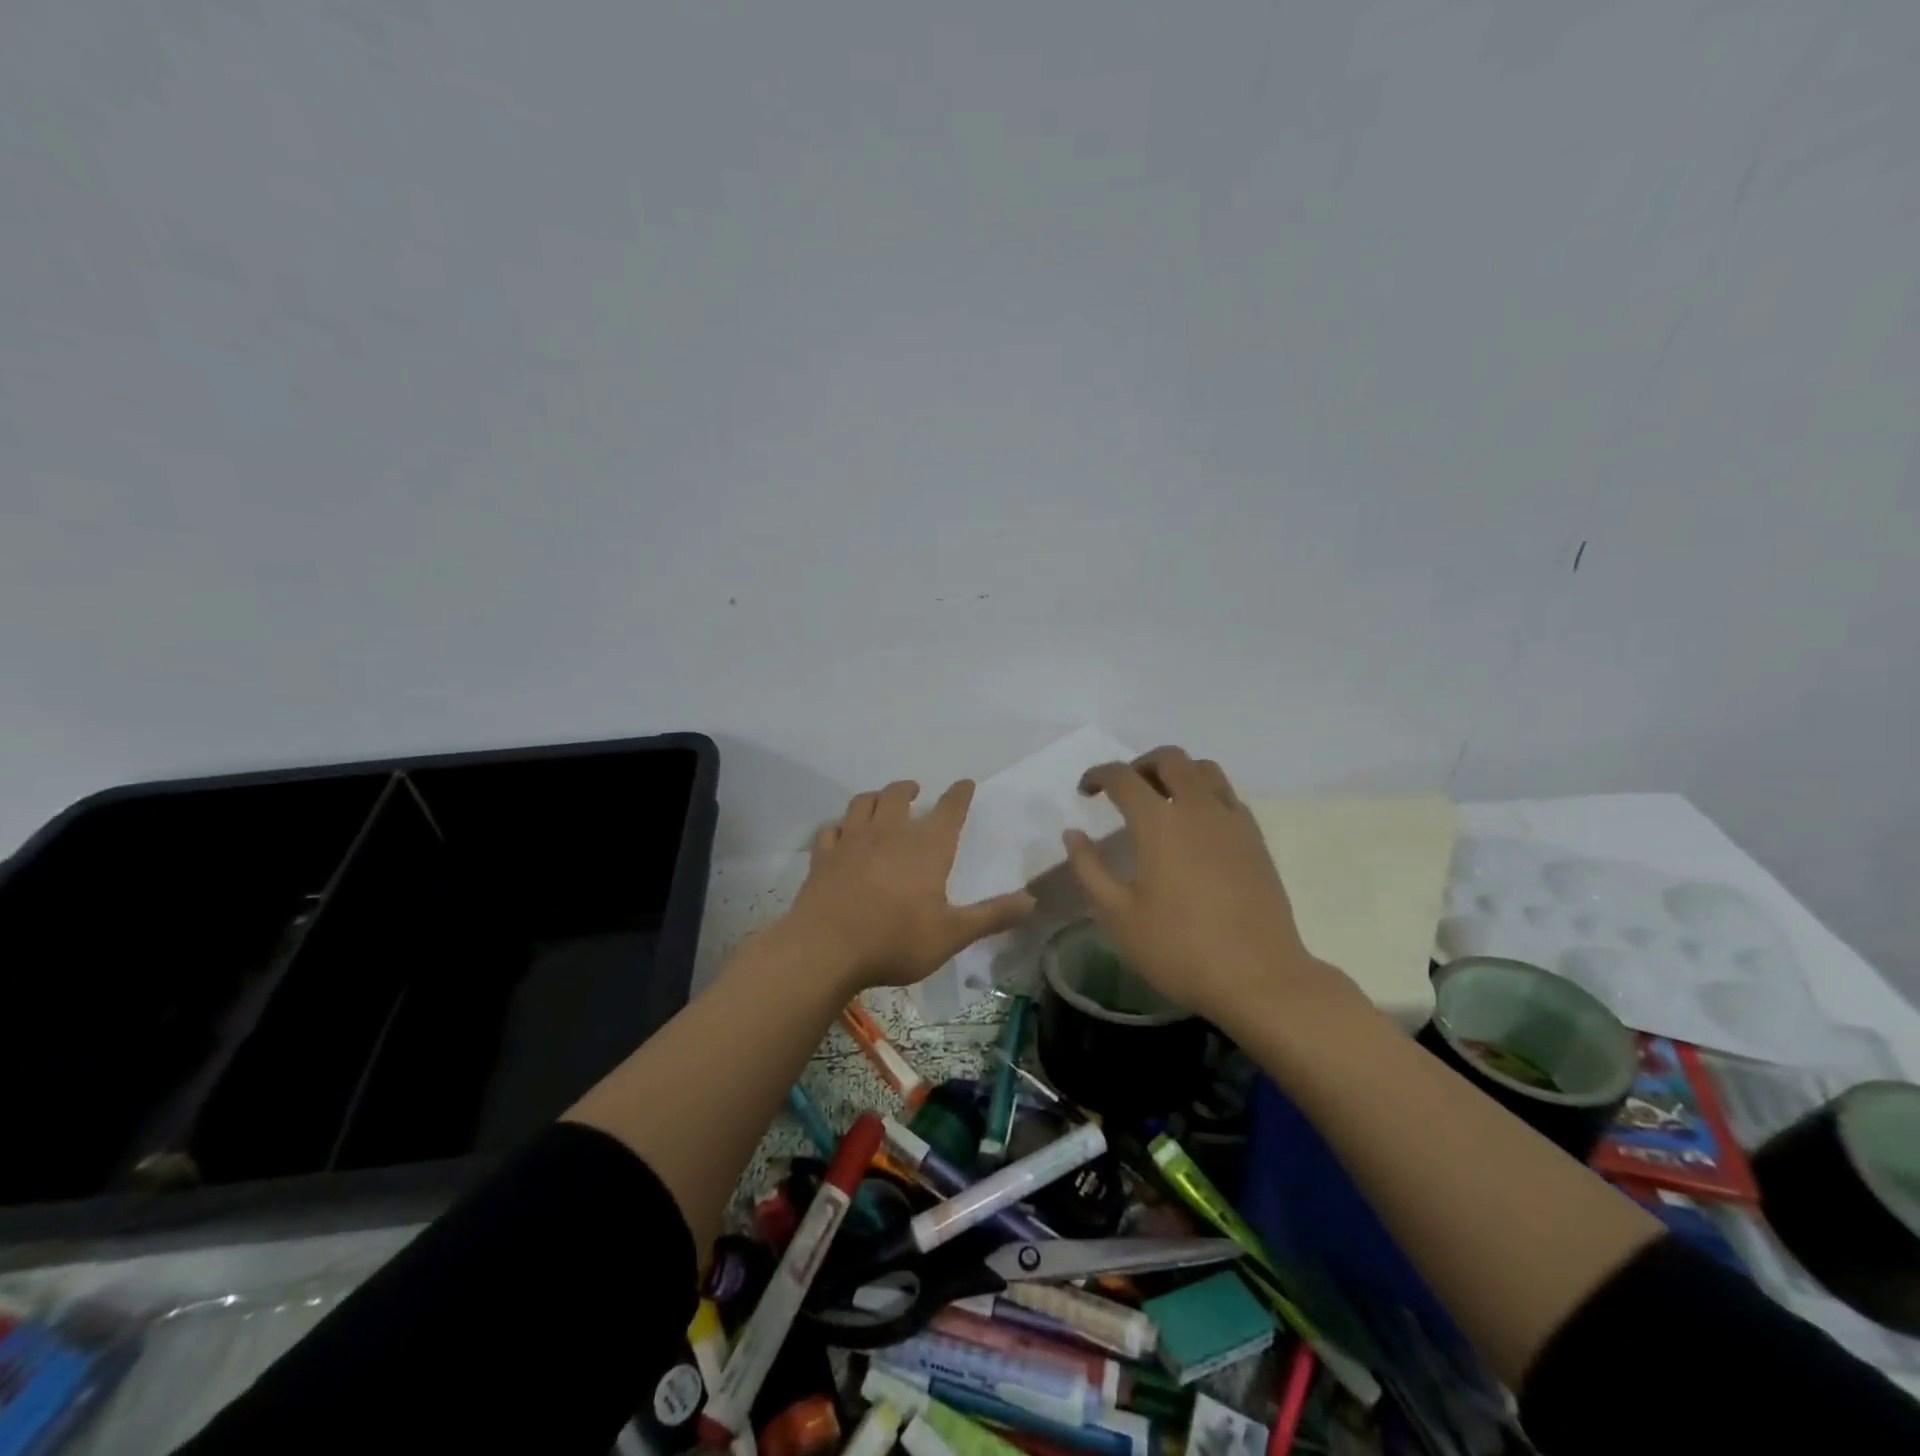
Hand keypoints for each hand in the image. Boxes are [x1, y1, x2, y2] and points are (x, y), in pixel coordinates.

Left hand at [782, 779, 1036, 992]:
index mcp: (926, 847)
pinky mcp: (823, 856)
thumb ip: (992, 916)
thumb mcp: (952, 934)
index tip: (965, 783)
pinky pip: (831, 829)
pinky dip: (839, 826)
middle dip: (909, 789)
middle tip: (915, 791)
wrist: (826, 948)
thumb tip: (1032, 901)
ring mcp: (852, 841)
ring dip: (874, 797)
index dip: (959, 794)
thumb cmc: (895, 940)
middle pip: (898, 795)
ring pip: (862, 803)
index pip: (949, 810)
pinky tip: (841, 832)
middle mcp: (889, 833)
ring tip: (880, 801)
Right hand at [1061, 747, 1360, 1023]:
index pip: (1123, 777)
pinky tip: (1196, 825)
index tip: (1085, 791)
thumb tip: (1073, 834)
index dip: (1098, 775)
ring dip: (1177, 772)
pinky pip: (1228, 795)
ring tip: (1161, 799)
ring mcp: (1232, 821)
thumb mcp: (1117, 915)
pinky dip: (1205, 793)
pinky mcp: (1256, 839)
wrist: (1258, 977)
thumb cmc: (1178, 948)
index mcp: (1158, 822)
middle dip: (1139, 765)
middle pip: (1169, 759)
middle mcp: (1197, 808)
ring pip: (1205, 769)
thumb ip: (1088, 869)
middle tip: (1123, 790)